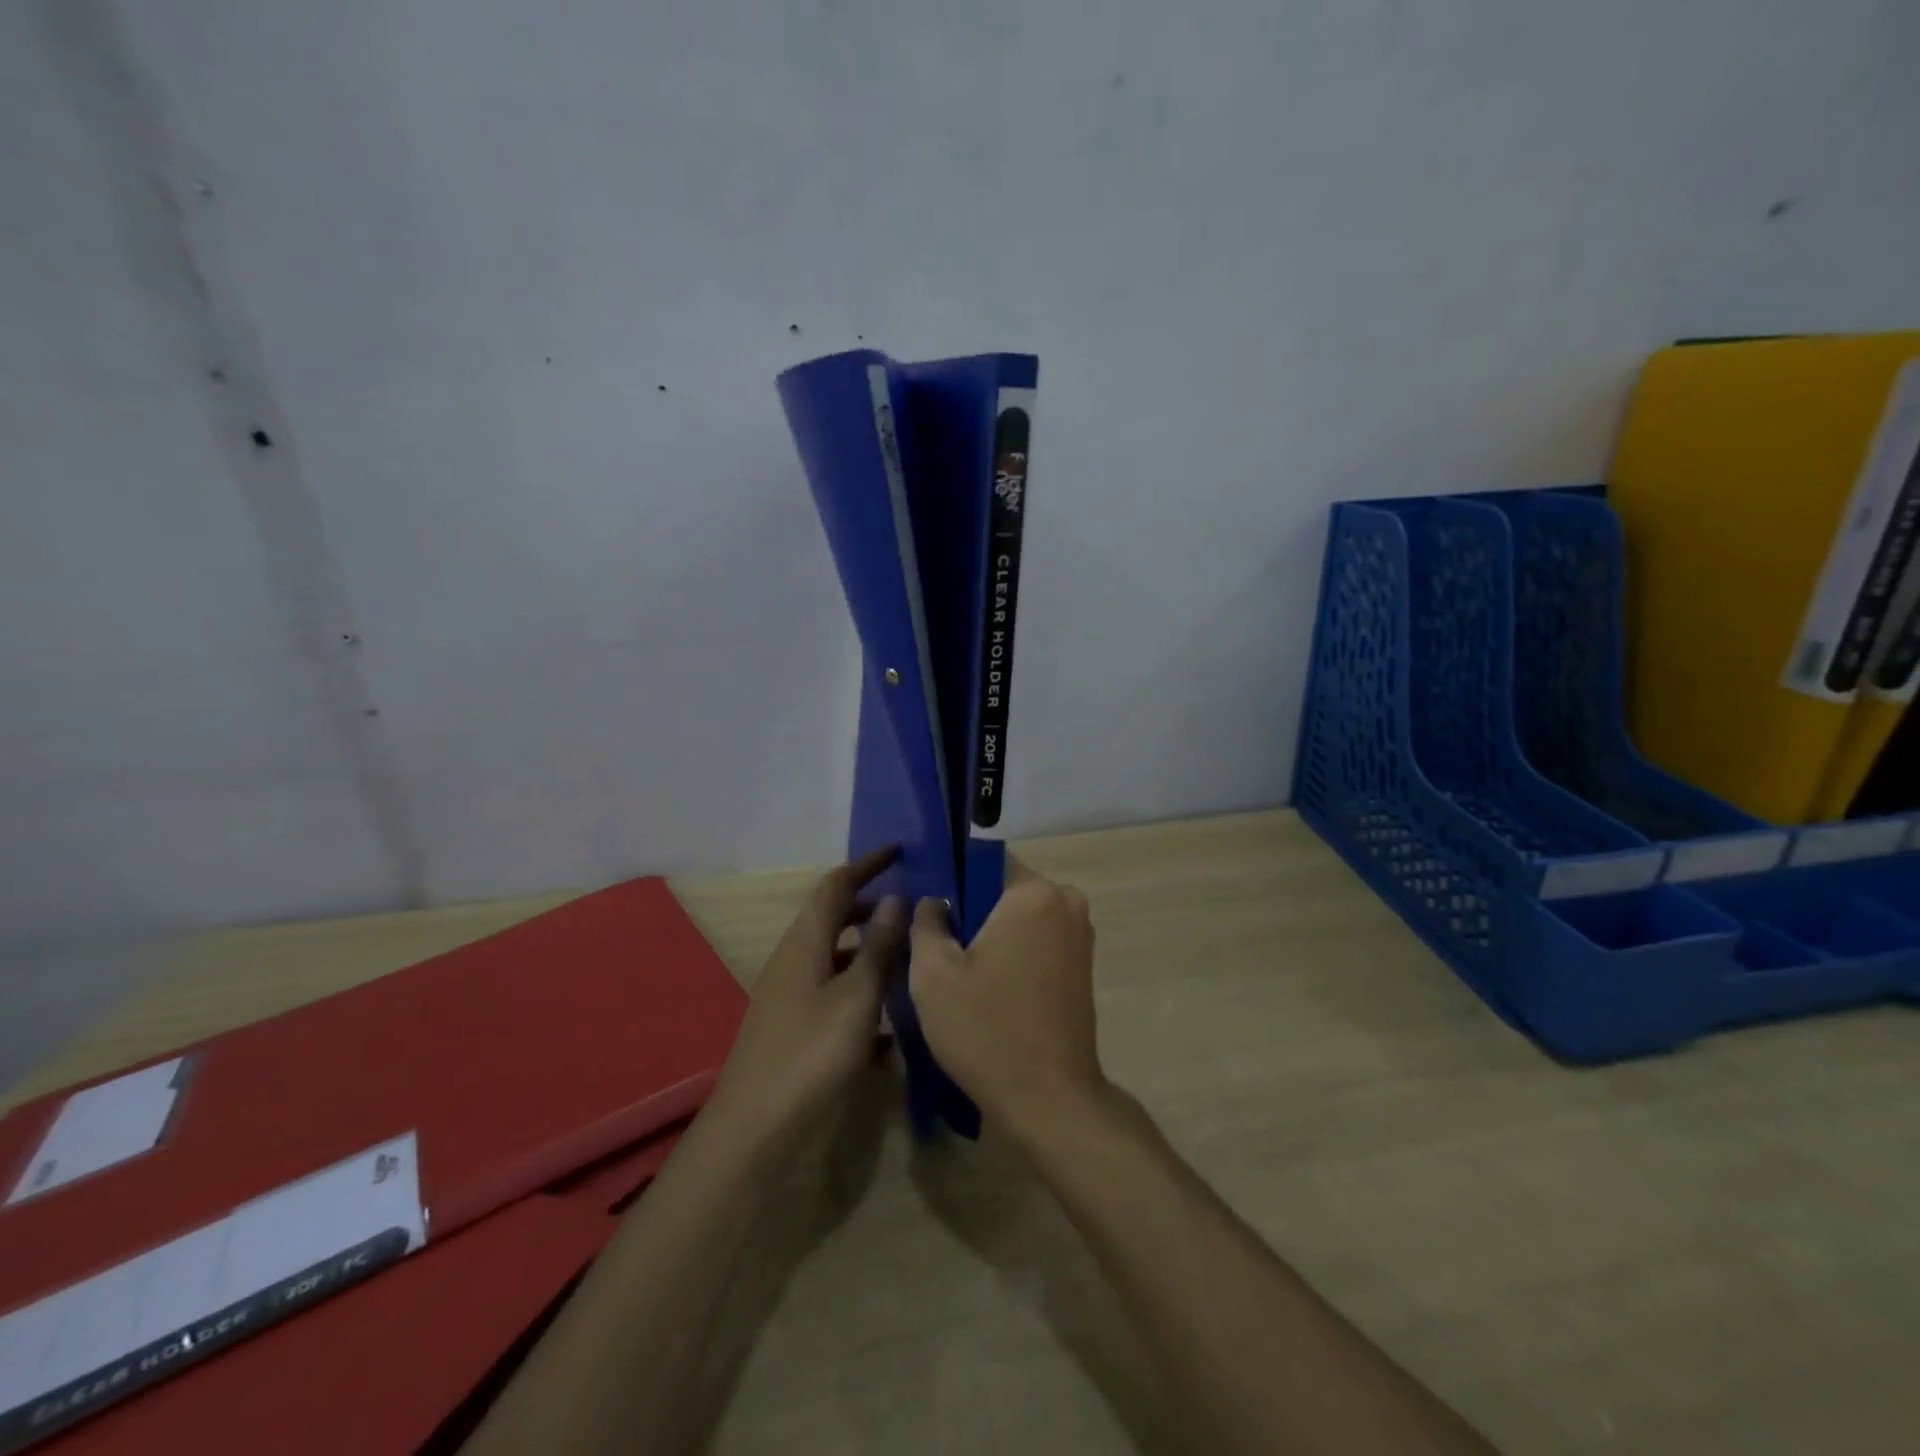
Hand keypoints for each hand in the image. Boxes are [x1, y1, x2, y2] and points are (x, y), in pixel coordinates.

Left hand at [708, 848, 907, 1145]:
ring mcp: (790, 996)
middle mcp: (793, 960)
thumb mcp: (857, 997)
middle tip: (911, 910)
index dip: (867, 865)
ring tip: (909, 962)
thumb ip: (879, 947)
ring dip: (869, 952)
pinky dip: (861, 995)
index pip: (836, 885)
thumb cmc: (810, 1054)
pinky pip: (833, 995)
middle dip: (871, 908)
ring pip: (835, 958)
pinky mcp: (793, 1029)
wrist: (753, 1131)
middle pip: (833, 918)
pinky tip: (890, 1030)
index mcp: (805, 942)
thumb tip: (897, 899)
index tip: (899, 852)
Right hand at [908, 870, 1106, 1142]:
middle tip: (937, 948)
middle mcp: (1066, 901)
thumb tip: (934, 900)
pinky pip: (1038, 939)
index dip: (950, 882)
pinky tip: (989, 988)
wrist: (1050, 1101)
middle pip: (1003, 889)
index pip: (982, 861)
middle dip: (971, 911)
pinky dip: (1013, 953)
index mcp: (1033, 892)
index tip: (928, 913)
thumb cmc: (986, 1029)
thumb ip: (925, 921)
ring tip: (960, 972)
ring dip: (992, 935)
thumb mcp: (933, 974)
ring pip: (1020, 917)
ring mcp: (1081, 934)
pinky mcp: (1084, 964)